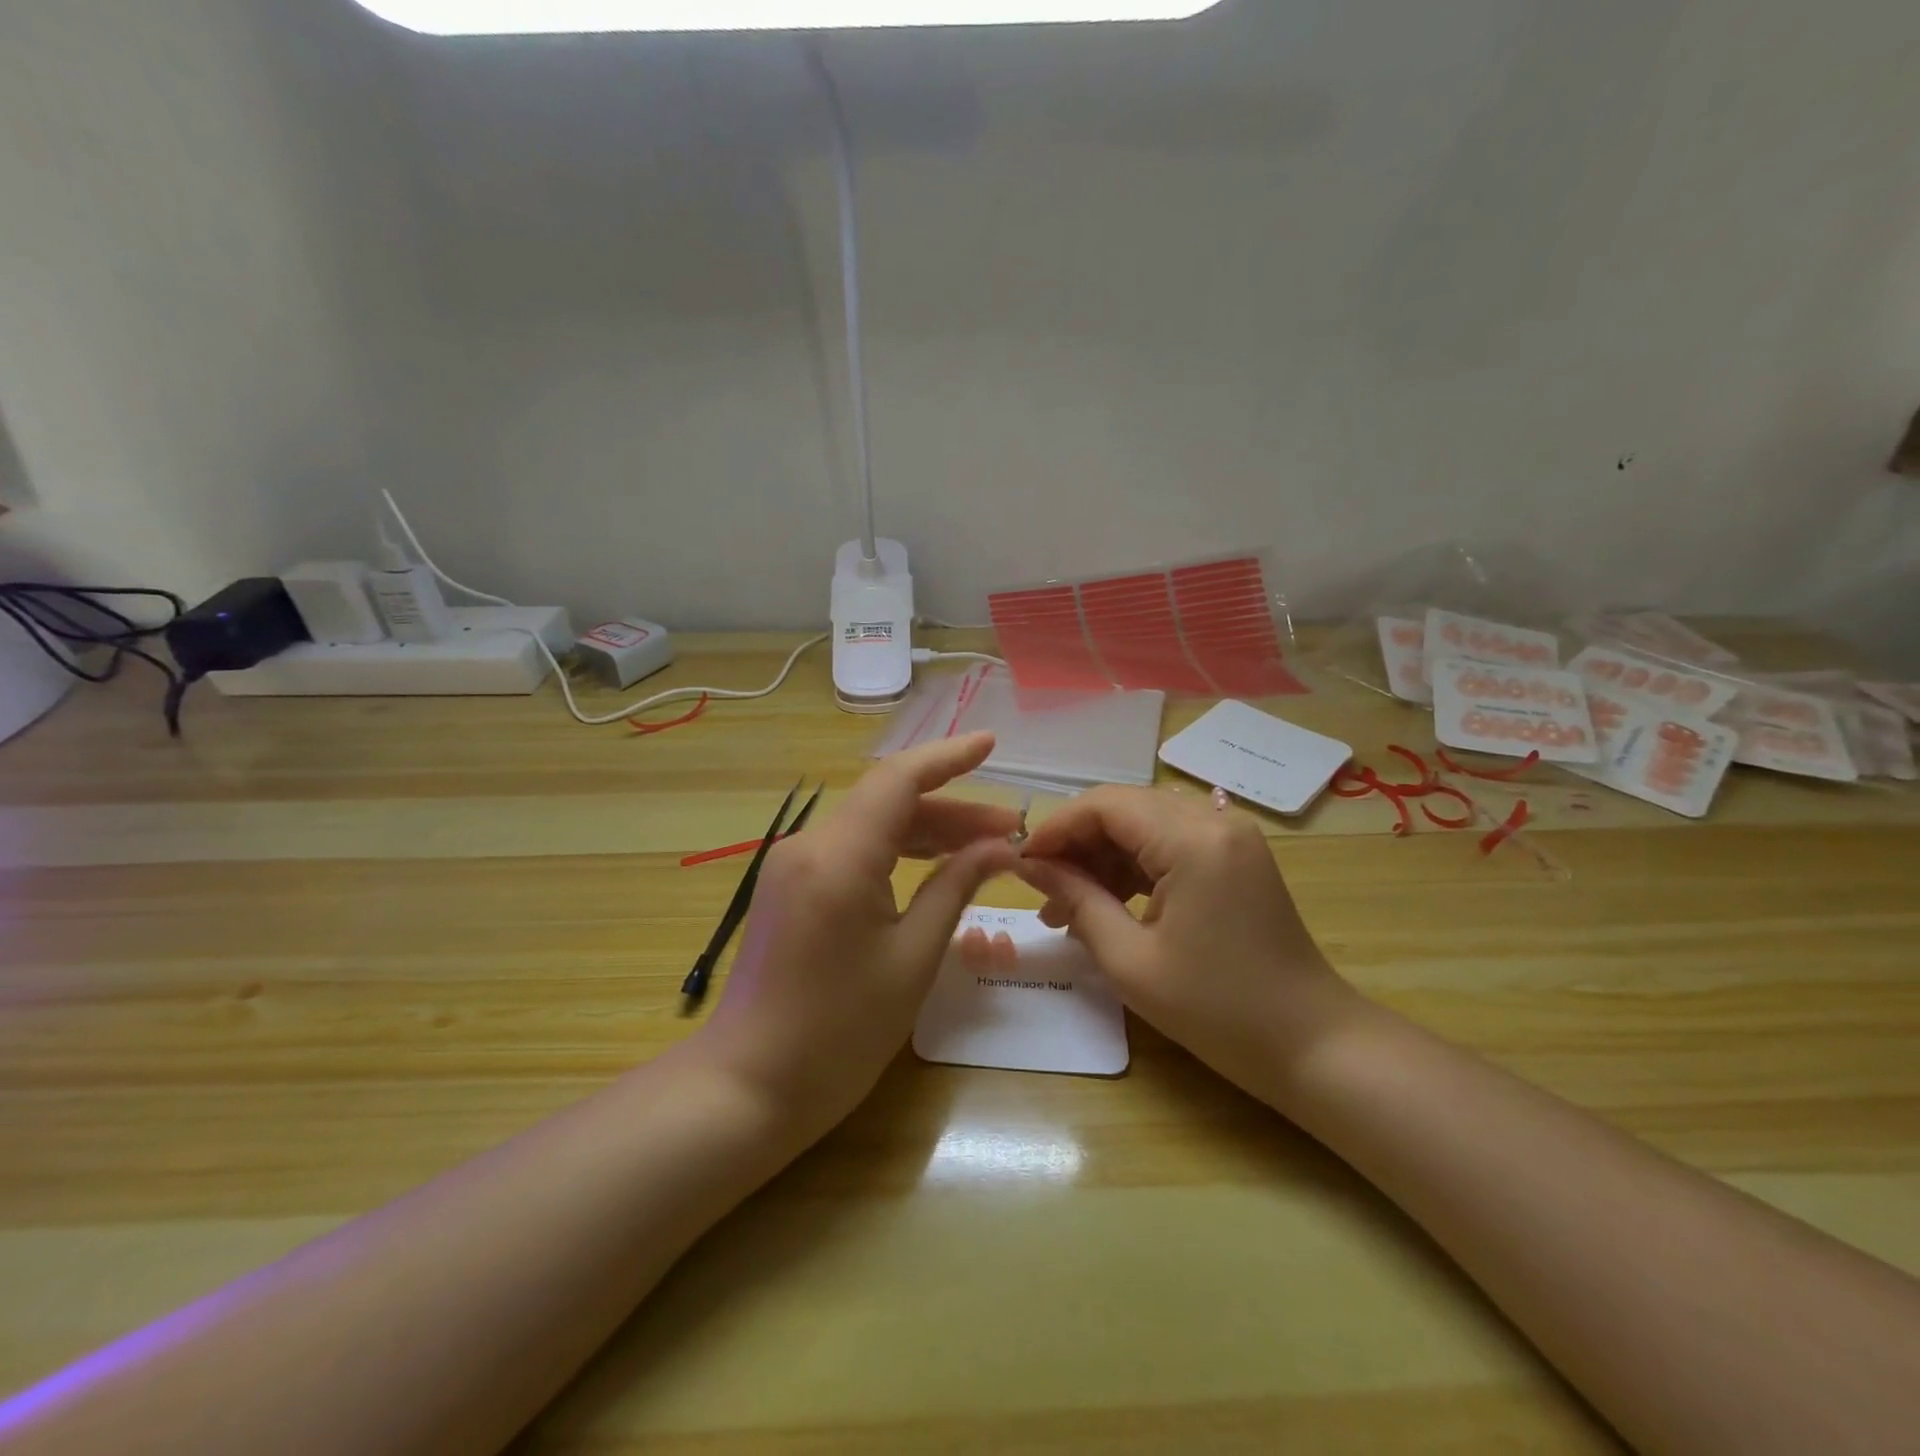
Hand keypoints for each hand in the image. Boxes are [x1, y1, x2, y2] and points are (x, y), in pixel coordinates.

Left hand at [700, 733, 1021, 1138]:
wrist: (749, 1087)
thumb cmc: (840, 1033)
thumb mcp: (912, 958)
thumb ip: (954, 889)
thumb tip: (999, 849)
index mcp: (840, 856)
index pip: (899, 780)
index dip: (948, 757)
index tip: (991, 745)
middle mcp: (809, 844)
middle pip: (888, 803)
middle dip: (951, 809)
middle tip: (1009, 831)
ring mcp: (792, 865)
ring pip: (870, 826)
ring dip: (925, 831)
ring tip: (985, 848)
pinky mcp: (788, 887)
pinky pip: (850, 852)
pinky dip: (894, 853)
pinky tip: (933, 868)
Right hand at [1016, 786, 1359, 1104]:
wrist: (1312, 1045)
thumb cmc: (1217, 1010)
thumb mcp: (1130, 960)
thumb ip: (1076, 899)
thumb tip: (1030, 866)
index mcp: (1193, 840)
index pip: (1105, 804)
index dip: (1056, 827)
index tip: (1021, 863)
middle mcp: (1215, 821)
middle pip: (1124, 808)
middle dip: (1076, 843)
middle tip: (1040, 889)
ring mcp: (1230, 836)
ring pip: (1144, 825)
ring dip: (1102, 857)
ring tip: (1066, 907)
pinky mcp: (1235, 857)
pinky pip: (1169, 844)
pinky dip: (1133, 867)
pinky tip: (1106, 904)